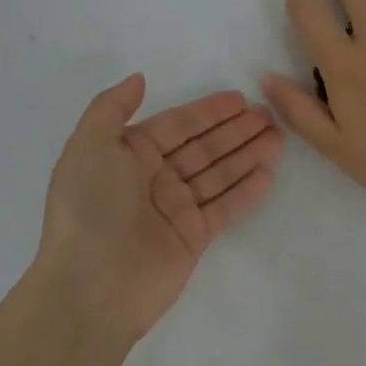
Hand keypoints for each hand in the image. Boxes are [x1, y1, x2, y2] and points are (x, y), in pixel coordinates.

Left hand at [32, 74, 281, 344]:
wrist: (92, 286)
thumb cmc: (90, 209)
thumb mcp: (88, 147)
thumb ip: (111, 108)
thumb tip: (139, 79)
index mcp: (128, 155)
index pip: (177, 125)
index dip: (208, 111)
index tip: (240, 98)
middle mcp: (153, 179)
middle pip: (203, 147)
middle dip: (235, 131)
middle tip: (269, 117)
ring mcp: (175, 209)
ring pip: (218, 174)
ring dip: (247, 155)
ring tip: (277, 139)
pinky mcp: (193, 237)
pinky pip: (225, 207)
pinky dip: (246, 191)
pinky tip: (268, 175)